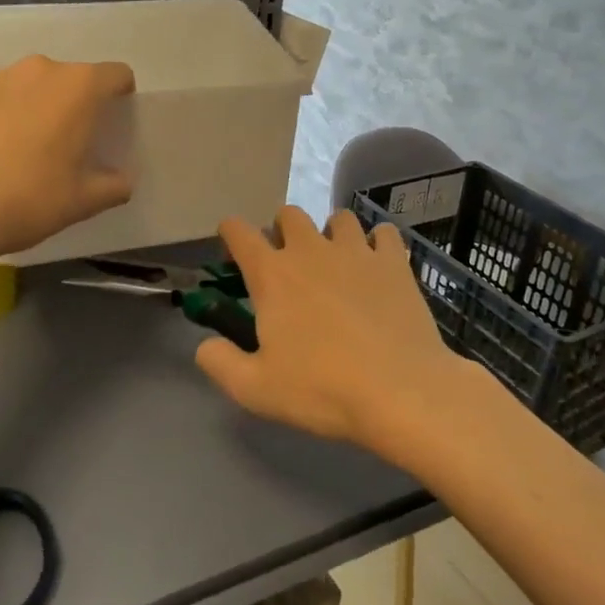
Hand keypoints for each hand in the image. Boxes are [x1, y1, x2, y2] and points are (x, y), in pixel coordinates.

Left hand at [0, 55, 135, 263]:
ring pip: (29, 84)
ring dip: (34, 105)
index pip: (117, 75)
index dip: (121, 97)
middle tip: (67, 144)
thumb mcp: (84, 201)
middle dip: (75, 103)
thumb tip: (121, 181)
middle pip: (71, 78)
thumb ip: (114, 185)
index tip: (111, 126)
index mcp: (78, 88)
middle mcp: (39, 69)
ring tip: (22, 148)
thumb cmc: (28, 201)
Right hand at [194, 206, 474, 457]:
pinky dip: (377, 243)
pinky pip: (384, 233)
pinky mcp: (394, 262)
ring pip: (339, 217)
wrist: (399, 390)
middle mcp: (311, 250)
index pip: (239, 232)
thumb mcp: (255, 389)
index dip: (230, 233)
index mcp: (272, 275)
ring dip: (331, 234)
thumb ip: (220, 363)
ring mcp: (356, 251)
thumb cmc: (322, 389)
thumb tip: (204, 346)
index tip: (232, 246)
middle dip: (282, 230)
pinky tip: (377, 266)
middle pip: (289, 214)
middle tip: (288, 264)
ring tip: (336, 263)